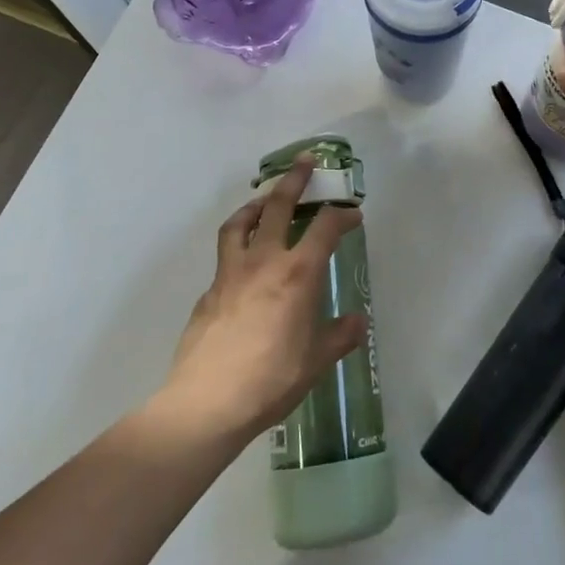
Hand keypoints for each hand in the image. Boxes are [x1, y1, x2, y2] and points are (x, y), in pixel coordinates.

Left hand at [160, 155, 368, 441]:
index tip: (353, 214)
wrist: (207, 402)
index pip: (325, 228)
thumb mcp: (316, 361)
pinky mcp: (208, 292)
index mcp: (297, 273)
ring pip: (240, 223)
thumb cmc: (271, 380)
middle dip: (295, 181)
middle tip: (306, 162)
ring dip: (255, 204)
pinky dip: (237, 245)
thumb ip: (339, 336)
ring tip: (264, 200)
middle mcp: (263, 261)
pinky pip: (225, 256)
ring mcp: (230, 274)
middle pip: (278, 206)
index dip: (342, 215)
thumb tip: (357, 322)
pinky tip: (243, 264)